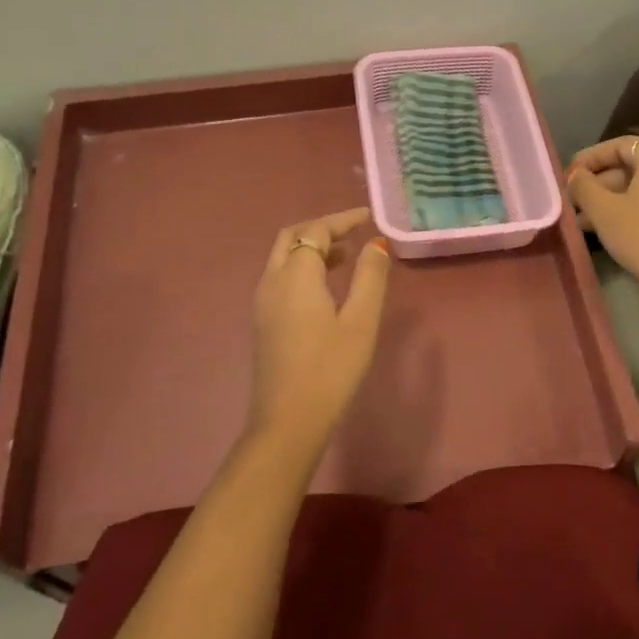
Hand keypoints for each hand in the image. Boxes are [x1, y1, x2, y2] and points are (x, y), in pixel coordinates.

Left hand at [249, 208, 392, 452]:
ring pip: (283, 256)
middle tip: (353, 231)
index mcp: (295, 275)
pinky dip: (302, 266)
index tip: (368, 217)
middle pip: (292, 236)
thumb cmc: (330, 369)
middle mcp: (272, 280)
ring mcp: (262, 301)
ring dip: (311, 247)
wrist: (287, 421)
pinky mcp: (263, 320)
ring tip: (347, 254)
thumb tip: (376, 244)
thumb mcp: (360, 321)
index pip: (316, 230)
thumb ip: (370, 277)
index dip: (342, 220)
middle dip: (322, 228)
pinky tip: (326, 285)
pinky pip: (280, 276)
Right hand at [566, 136, 638, 291]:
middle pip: (633, 166)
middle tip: (575, 201)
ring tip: (586, 221)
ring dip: (615, 199)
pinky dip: (636, 208)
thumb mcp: (604, 211)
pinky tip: (614, 228)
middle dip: (600, 183)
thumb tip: (576, 176)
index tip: (569, 175)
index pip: (619, 145)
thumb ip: (583, 186)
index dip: (590, 158)